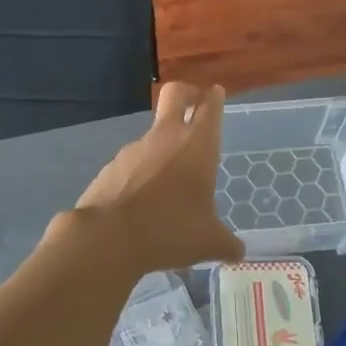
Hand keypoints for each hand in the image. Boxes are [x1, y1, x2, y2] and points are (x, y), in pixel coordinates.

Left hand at [71, 82, 244, 274]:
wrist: (108, 238)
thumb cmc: (169, 230)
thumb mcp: (208, 243)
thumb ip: (227, 244)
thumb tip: (238, 252)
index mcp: (197, 146)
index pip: (210, 108)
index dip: (215, 98)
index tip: (216, 93)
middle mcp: (166, 138)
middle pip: (176, 94)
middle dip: (188, 93)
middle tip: (196, 104)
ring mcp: (135, 149)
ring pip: (154, 135)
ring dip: (164, 147)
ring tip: (171, 183)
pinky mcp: (112, 166)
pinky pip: (133, 163)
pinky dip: (142, 174)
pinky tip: (145, 202)